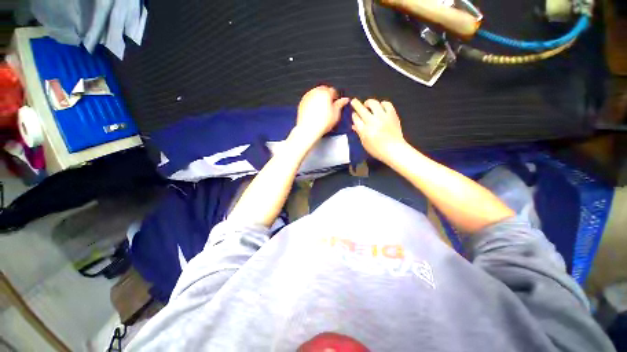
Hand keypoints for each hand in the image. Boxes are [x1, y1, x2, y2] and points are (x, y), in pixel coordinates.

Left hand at [294, 86, 348, 146]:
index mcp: (326, 92)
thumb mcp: (336, 114)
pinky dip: (312, 103)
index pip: (333, 91)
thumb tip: (345, 100)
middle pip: (324, 90)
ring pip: (316, 94)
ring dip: (320, 99)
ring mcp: (308, 96)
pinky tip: (315, 112)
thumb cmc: (322, 123)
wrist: (308, 129)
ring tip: (322, 110)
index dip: (336, 98)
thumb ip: (340, 104)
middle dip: (327, 97)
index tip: (336, 104)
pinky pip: (309, 99)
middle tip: (329, 107)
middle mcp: (316, 92)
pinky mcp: (302, 102)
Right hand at [351, 99, 406, 162]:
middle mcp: (372, 122)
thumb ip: (359, 132)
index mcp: (364, 130)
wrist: (394, 150)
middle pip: (361, 109)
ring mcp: (383, 117)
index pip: (356, 118)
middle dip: (355, 104)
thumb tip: (354, 125)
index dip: (353, 115)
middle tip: (354, 101)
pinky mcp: (392, 115)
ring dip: (368, 102)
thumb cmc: (377, 150)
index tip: (354, 114)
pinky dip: (382, 104)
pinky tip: (380, 107)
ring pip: (373, 103)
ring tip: (367, 104)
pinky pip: (386, 104)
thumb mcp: (365, 143)